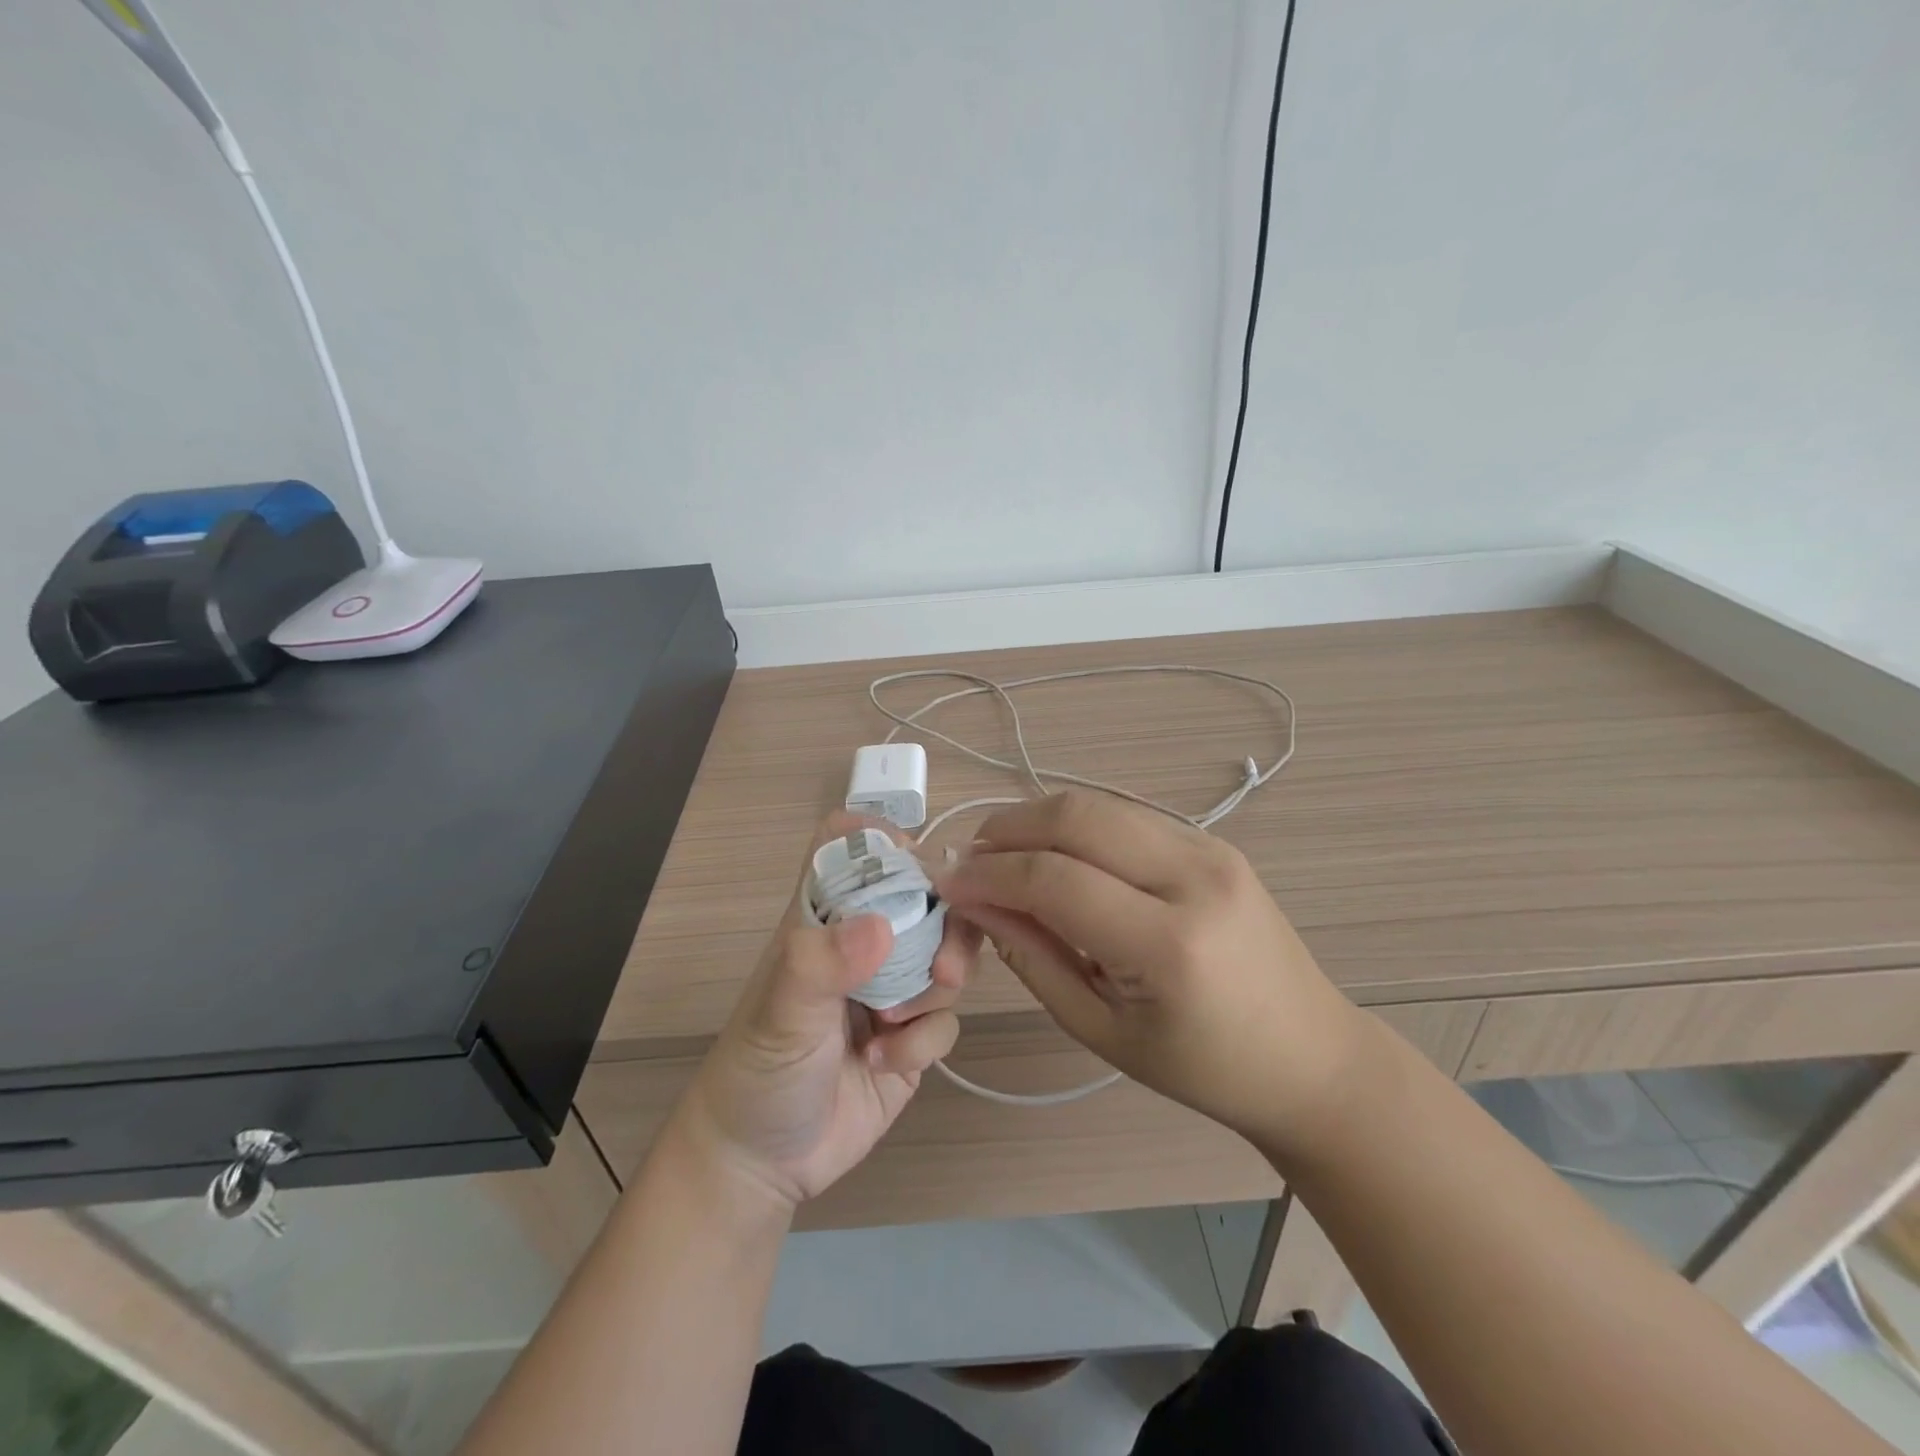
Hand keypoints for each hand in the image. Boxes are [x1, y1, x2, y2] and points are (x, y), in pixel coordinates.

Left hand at [674, 813, 980, 1211]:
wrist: (761, 1164)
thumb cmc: (756, 1073)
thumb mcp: (780, 1015)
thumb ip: (820, 965)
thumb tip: (881, 926)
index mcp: (824, 919)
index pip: (850, 848)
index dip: (883, 840)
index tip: (916, 863)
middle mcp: (862, 944)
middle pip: (925, 899)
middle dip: (946, 927)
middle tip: (943, 968)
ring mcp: (892, 989)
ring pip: (947, 955)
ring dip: (936, 988)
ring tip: (897, 1025)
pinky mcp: (913, 1036)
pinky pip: (945, 1019)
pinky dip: (923, 1041)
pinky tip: (885, 1063)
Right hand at [933, 791, 1366, 1149]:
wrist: (1310, 1055)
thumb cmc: (1203, 1067)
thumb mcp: (1102, 1030)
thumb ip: (1033, 958)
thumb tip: (977, 903)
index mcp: (1169, 944)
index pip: (1054, 879)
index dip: (988, 874)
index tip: (946, 881)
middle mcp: (1194, 877)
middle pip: (1077, 817)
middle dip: (1007, 828)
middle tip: (969, 857)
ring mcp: (1211, 849)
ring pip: (1099, 804)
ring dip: (1038, 819)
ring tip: (1001, 851)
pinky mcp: (1214, 842)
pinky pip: (1126, 816)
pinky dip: (1077, 825)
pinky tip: (1055, 852)